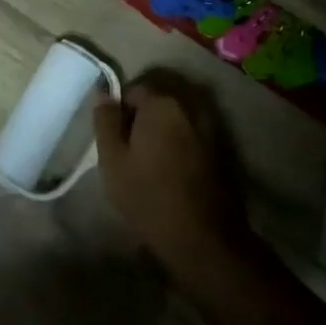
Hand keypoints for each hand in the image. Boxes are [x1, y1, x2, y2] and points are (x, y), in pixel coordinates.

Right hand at [94, 73, 250, 278]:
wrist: (201, 236)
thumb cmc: (147, 194)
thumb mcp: (112, 159)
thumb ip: (105, 120)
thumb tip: (102, 91)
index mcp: (162, 102)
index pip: (134, 88)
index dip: (120, 109)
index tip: (115, 135)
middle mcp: (190, 104)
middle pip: (160, 95)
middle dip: (144, 111)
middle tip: (131, 143)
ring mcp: (211, 124)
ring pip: (179, 111)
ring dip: (164, 123)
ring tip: (151, 153)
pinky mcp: (222, 145)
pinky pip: (194, 128)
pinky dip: (182, 135)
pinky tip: (173, 162)